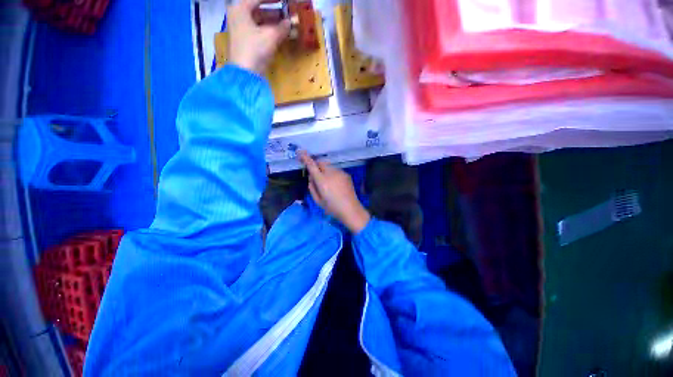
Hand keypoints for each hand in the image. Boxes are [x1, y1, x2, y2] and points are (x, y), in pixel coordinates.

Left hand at [227, 0, 290, 73]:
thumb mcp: (271, 37)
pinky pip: (258, 30)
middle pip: (258, 9)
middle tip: (287, 13)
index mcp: (240, 9)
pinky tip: (280, 33)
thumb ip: (282, 27)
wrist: (245, 74)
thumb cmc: (255, 49)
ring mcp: (241, 29)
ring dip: (273, 22)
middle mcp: (238, 16)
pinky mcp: (245, 41)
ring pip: (259, 20)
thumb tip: (290, 22)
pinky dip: (269, 30)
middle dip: (274, 11)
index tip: (285, 1)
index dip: (273, 0)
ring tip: (287, 24)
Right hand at [300, 152, 370, 233]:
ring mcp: (340, 172)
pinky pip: (336, 170)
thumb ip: (312, 187)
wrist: (351, 209)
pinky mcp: (346, 174)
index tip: (300, 151)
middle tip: (317, 176)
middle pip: (321, 162)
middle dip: (317, 165)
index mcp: (322, 180)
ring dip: (325, 170)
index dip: (305, 157)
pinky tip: (336, 184)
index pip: (312, 165)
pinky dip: (333, 174)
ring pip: (329, 166)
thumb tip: (311, 177)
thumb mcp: (317, 200)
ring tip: (328, 183)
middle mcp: (331, 173)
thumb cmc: (332, 207)